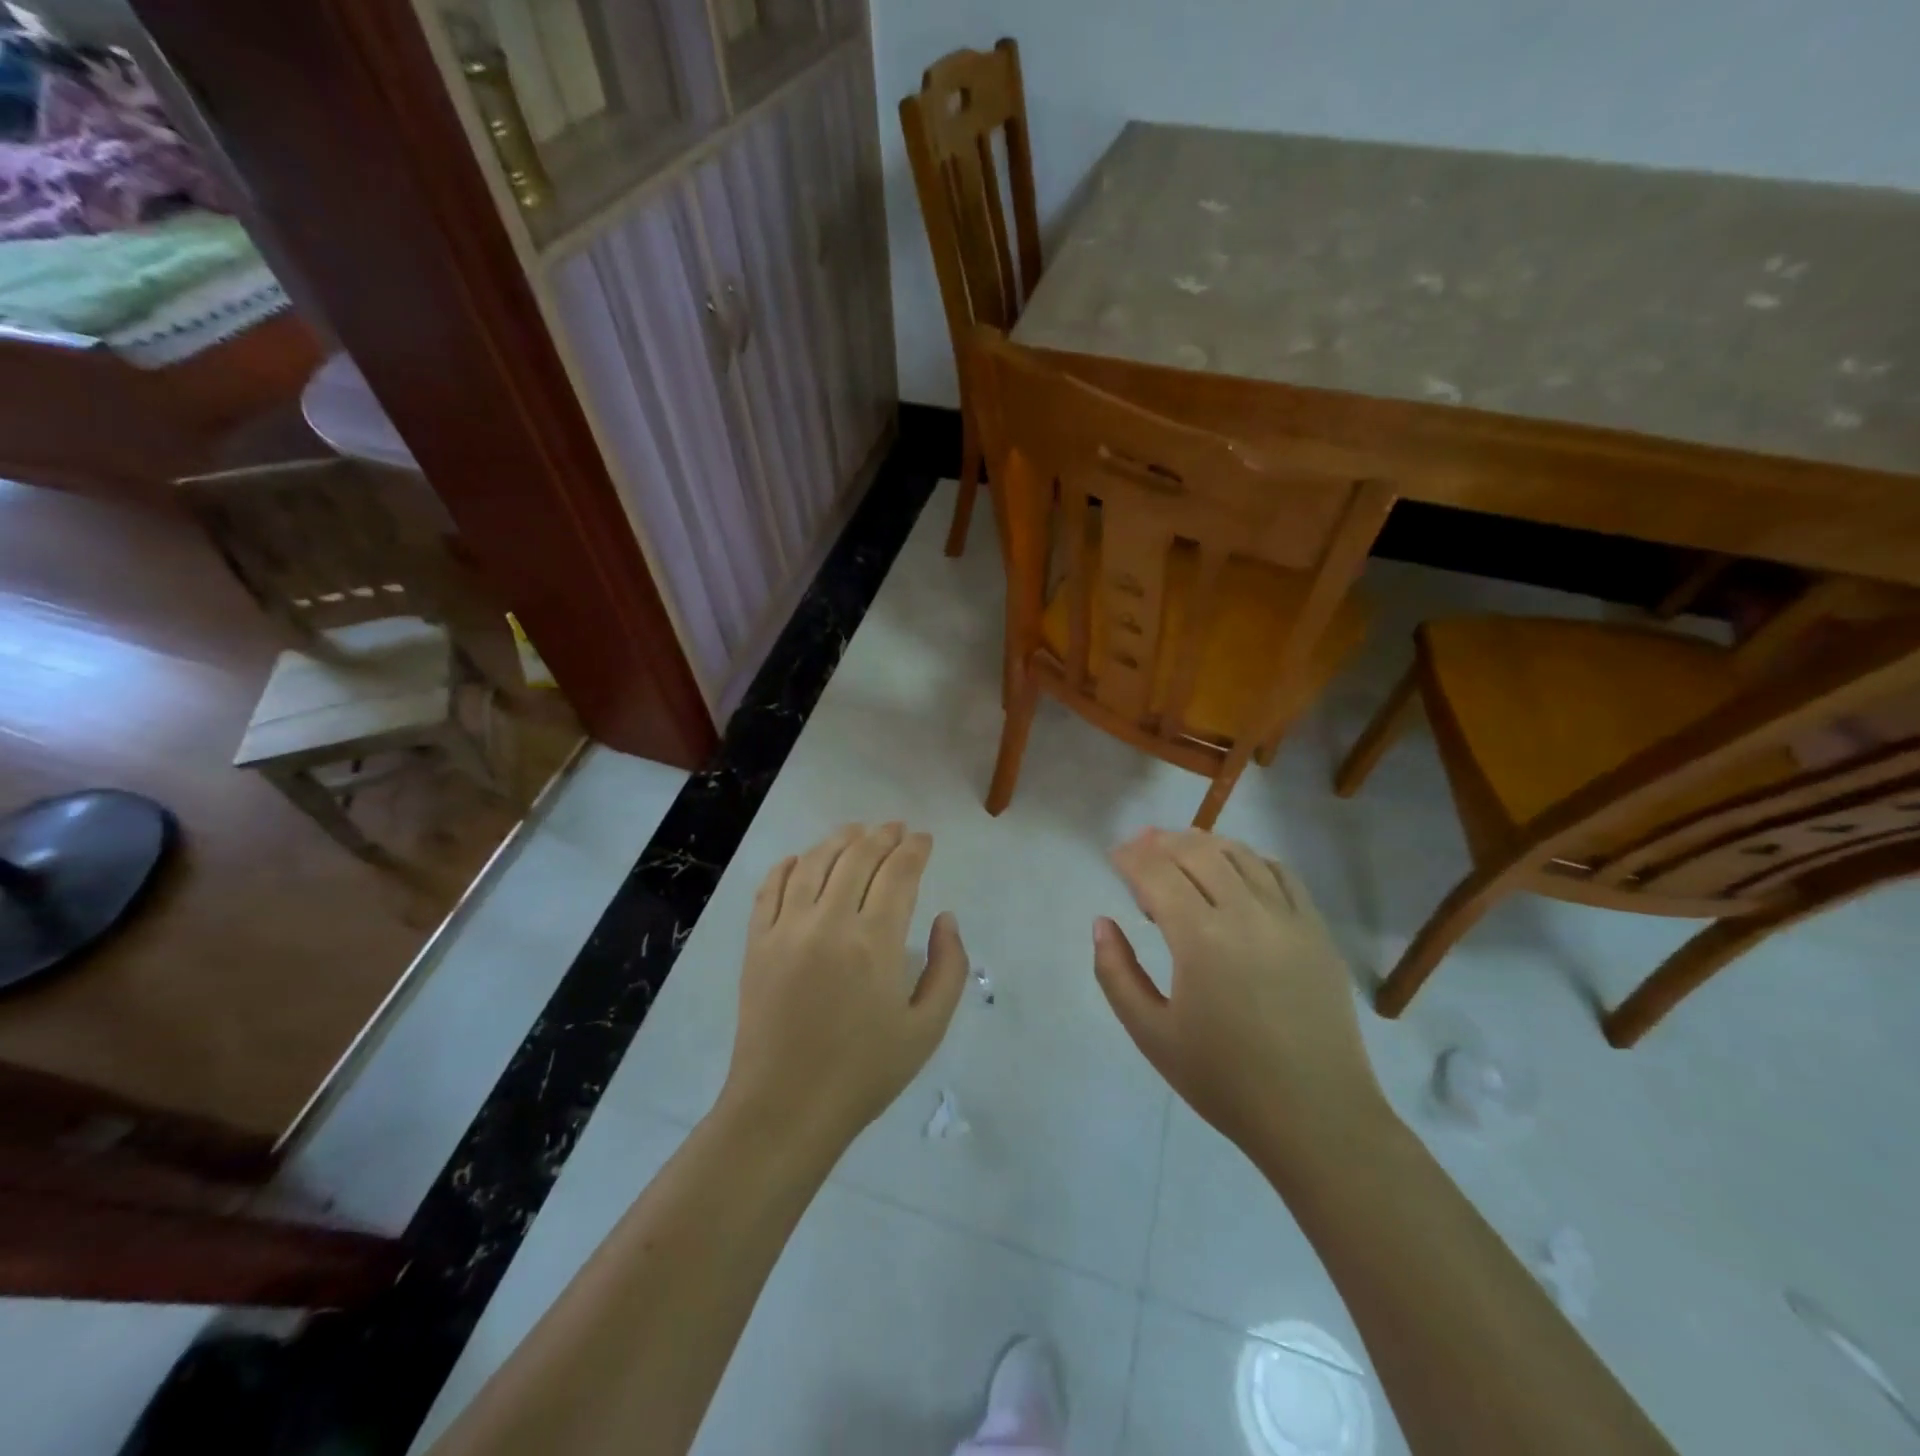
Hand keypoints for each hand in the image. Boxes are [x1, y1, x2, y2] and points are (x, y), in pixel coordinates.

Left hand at [722, 823, 968, 1147]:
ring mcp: (786, 930)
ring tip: (855, 831)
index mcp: (875, 942)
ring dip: (839, 840)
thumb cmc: (865, 1073)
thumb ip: (948, 967)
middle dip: (882, 836)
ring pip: (814, 863)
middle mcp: (829, 923)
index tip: (924, 839)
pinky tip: (801, 859)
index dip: (915, 849)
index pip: (899, 873)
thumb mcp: (927, 1029)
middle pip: (857, 857)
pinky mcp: (757, 943)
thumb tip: (945, 917)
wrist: (785, 1109)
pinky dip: (788, 865)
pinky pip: (770, 888)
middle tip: (896, 829)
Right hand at [1092, 828, 1388, 1163]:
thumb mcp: (1151, 1034)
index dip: (1131, 858)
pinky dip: (1249, 860)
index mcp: (1202, 939)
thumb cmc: (1225, 1081)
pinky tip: (1234, 872)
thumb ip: (1116, 973)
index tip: (1114, 858)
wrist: (1317, 1118)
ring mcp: (1288, 918)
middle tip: (1139, 850)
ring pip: (1240, 855)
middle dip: (1161, 843)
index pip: (1157, 873)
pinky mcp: (1317, 931)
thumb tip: (1102, 923)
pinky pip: (1280, 873)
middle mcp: (1247, 914)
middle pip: (1198, 852)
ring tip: (1179, 853)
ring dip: (1203, 844)